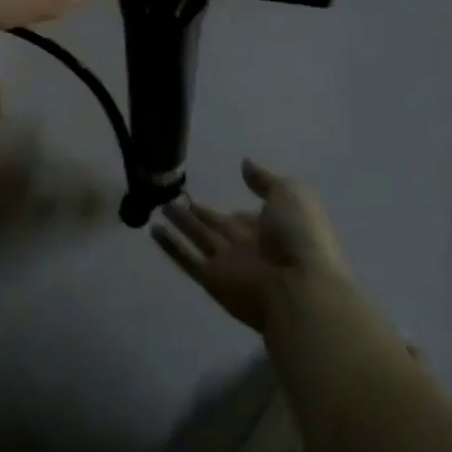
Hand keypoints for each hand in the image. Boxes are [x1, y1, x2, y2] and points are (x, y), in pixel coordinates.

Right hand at [153, 160, 345, 330]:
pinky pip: (187, 260)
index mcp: (272, 228)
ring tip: (160, 206)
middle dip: (199, 213)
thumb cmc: (299, 237)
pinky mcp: (211, 280)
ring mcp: (229, 264)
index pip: (246, 216)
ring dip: (181, 224)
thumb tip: (245, 164)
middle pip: (218, 227)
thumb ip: (265, 180)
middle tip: (174, 196)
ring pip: (199, 239)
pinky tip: (152, 230)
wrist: (299, 288)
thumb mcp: (290, 195)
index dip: (232, 207)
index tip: (212, 194)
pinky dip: (170, 246)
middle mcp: (249, 246)